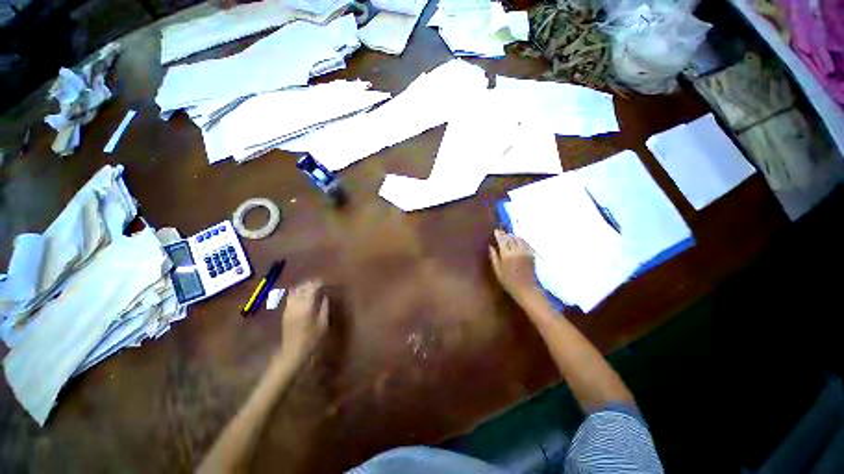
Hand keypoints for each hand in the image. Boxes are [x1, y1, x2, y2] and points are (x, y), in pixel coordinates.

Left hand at [278, 280, 328, 364]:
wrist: (293, 352)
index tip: (324, 282)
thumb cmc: (312, 339)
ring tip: (310, 287)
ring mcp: (288, 308)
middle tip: (319, 283)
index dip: (318, 283)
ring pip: (294, 291)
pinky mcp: (285, 312)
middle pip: (302, 288)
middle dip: (310, 283)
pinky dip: (297, 292)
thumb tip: (325, 296)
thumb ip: (324, 307)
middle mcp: (296, 304)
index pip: (312, 288)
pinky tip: (302, 295)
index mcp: (306, 306)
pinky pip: (290, 297)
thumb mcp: (323, 323)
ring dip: (302, 287)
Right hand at [489, 229, 539, 301]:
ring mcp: (525, 252)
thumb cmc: (509, 282)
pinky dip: (520, 239)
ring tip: (508, 236)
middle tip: (500, 232)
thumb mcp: (498, 271)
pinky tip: (517, 240)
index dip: (499, 235)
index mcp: (507, 255)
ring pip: (518, 239)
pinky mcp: (531, 254)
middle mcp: (516, 251)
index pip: (502, 240)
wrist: (527, 289)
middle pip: (510, 238)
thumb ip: (494, 257)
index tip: (495, 231)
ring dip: (512, 236)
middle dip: (505, 234)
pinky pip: (525, 243)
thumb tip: (490, 246)